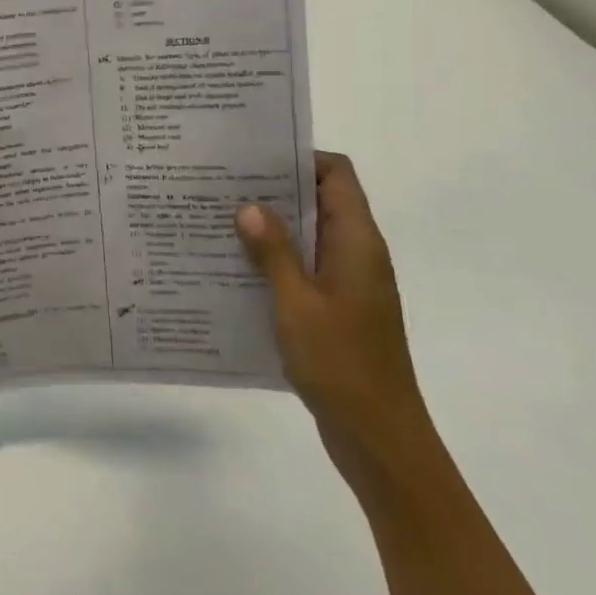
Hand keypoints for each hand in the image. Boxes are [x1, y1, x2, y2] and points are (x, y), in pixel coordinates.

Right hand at [236, 152, 431, 490]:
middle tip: (220, 183)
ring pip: (307, 236)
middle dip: (273, 189)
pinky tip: (232, 267)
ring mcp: (347, 283)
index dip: (300, 157)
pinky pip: (302, 268)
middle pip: (319, 200)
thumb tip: (249, 204)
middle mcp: (356, 254)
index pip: (337, 175)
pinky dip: (272, 261)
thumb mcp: (297, 303)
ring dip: (269, 227)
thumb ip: (273, 251)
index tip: (253, 156)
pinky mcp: (334, 309)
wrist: (379, 438)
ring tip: (216, 219)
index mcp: (357, 243)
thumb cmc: (341, 364)